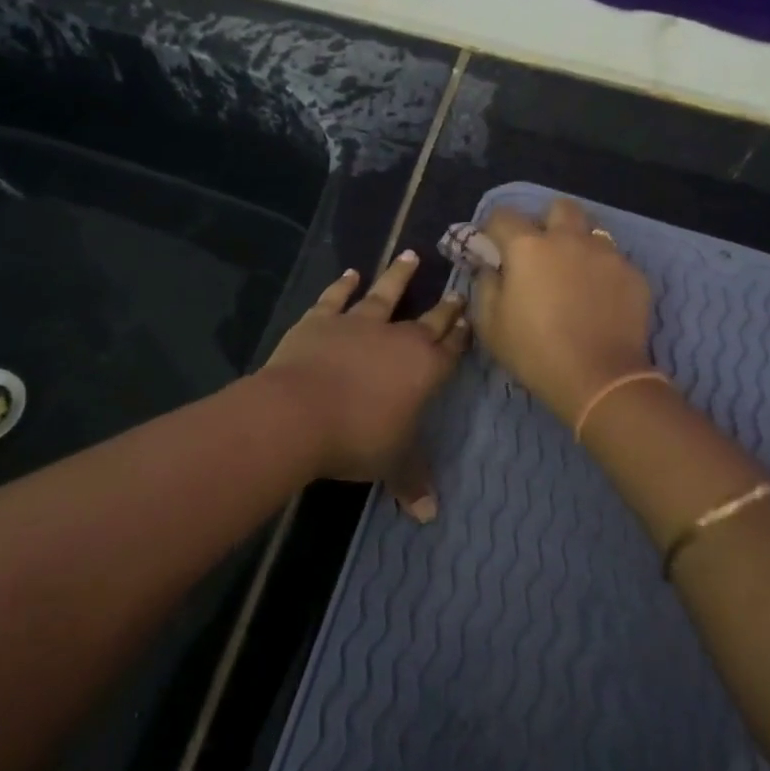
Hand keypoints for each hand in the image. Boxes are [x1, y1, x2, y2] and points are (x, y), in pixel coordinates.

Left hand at [260, 252, 469, 495]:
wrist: (299, 413)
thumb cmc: (356, 439)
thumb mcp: (391, 464)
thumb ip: (412, 482)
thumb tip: (430, 515)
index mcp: (424, 369)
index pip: (451, 348)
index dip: (462, 334)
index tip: (470, 316)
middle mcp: (397, 338)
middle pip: (427, 319)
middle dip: (444, 306)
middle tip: (457, 289)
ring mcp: (358, 323)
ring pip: (385, 294)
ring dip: (399, 276)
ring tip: (410, 255)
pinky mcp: (322, 319)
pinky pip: (336, 297)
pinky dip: (343, 285)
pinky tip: (351, 273)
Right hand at [471, 199, 654, 423]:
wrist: (599, 379)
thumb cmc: (535, 352)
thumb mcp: (491, 325)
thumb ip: (485, 286)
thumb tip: (490, 269)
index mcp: (528, 247)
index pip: (503, 215)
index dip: (493, 228)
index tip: (492, 246)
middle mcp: (568, 239)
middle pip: (559, 207)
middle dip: (547, 220)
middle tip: (542, 250)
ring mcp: (606, 254)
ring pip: (593, 230)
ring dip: (579, 242)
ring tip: (575, 271)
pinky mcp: (633, 274)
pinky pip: (615, 260)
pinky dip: (603, 271)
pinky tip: (600, 298)